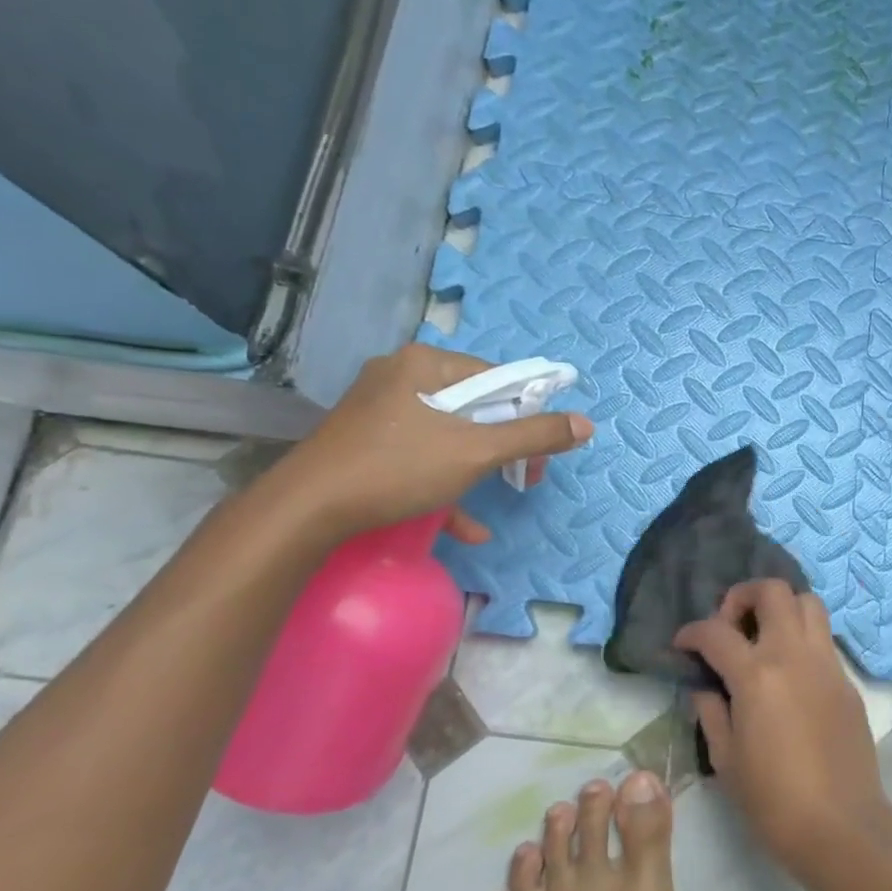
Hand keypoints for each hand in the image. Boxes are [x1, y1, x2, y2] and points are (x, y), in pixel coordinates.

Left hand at [269, 344, 592, 542]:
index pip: (497, 377)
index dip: (528, 414)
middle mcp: (401, 376)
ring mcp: (380, 409)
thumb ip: (534, 436)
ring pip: (448, 433)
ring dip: (480, 468)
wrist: (306, 510)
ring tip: (503, 494)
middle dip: (505, 445)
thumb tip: (586, 424)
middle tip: (526, 476)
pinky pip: (419, 454)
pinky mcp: (366, 441)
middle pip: (474, 406)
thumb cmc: (398, 468)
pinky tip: (466, 527)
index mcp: (425, 363)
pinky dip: (445, 483)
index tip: (540, 452)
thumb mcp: (476, 452)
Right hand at [674, 580, 888, 874]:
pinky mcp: (846, 680)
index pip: (716, 631)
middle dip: (742, 596)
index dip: (692, 632)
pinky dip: (801, 637)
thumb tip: (705, 688)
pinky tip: (788, 671)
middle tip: (730, 626)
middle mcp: (794, 655)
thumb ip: (711, 712)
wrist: (842, 825)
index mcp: (757, 675)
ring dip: (780, 608)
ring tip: (763, 638)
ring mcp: (826, 664)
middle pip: (772, 591)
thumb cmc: (773, 800)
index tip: (683, 644)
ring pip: (808, 602)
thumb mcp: (726, 759)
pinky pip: (823, 638)